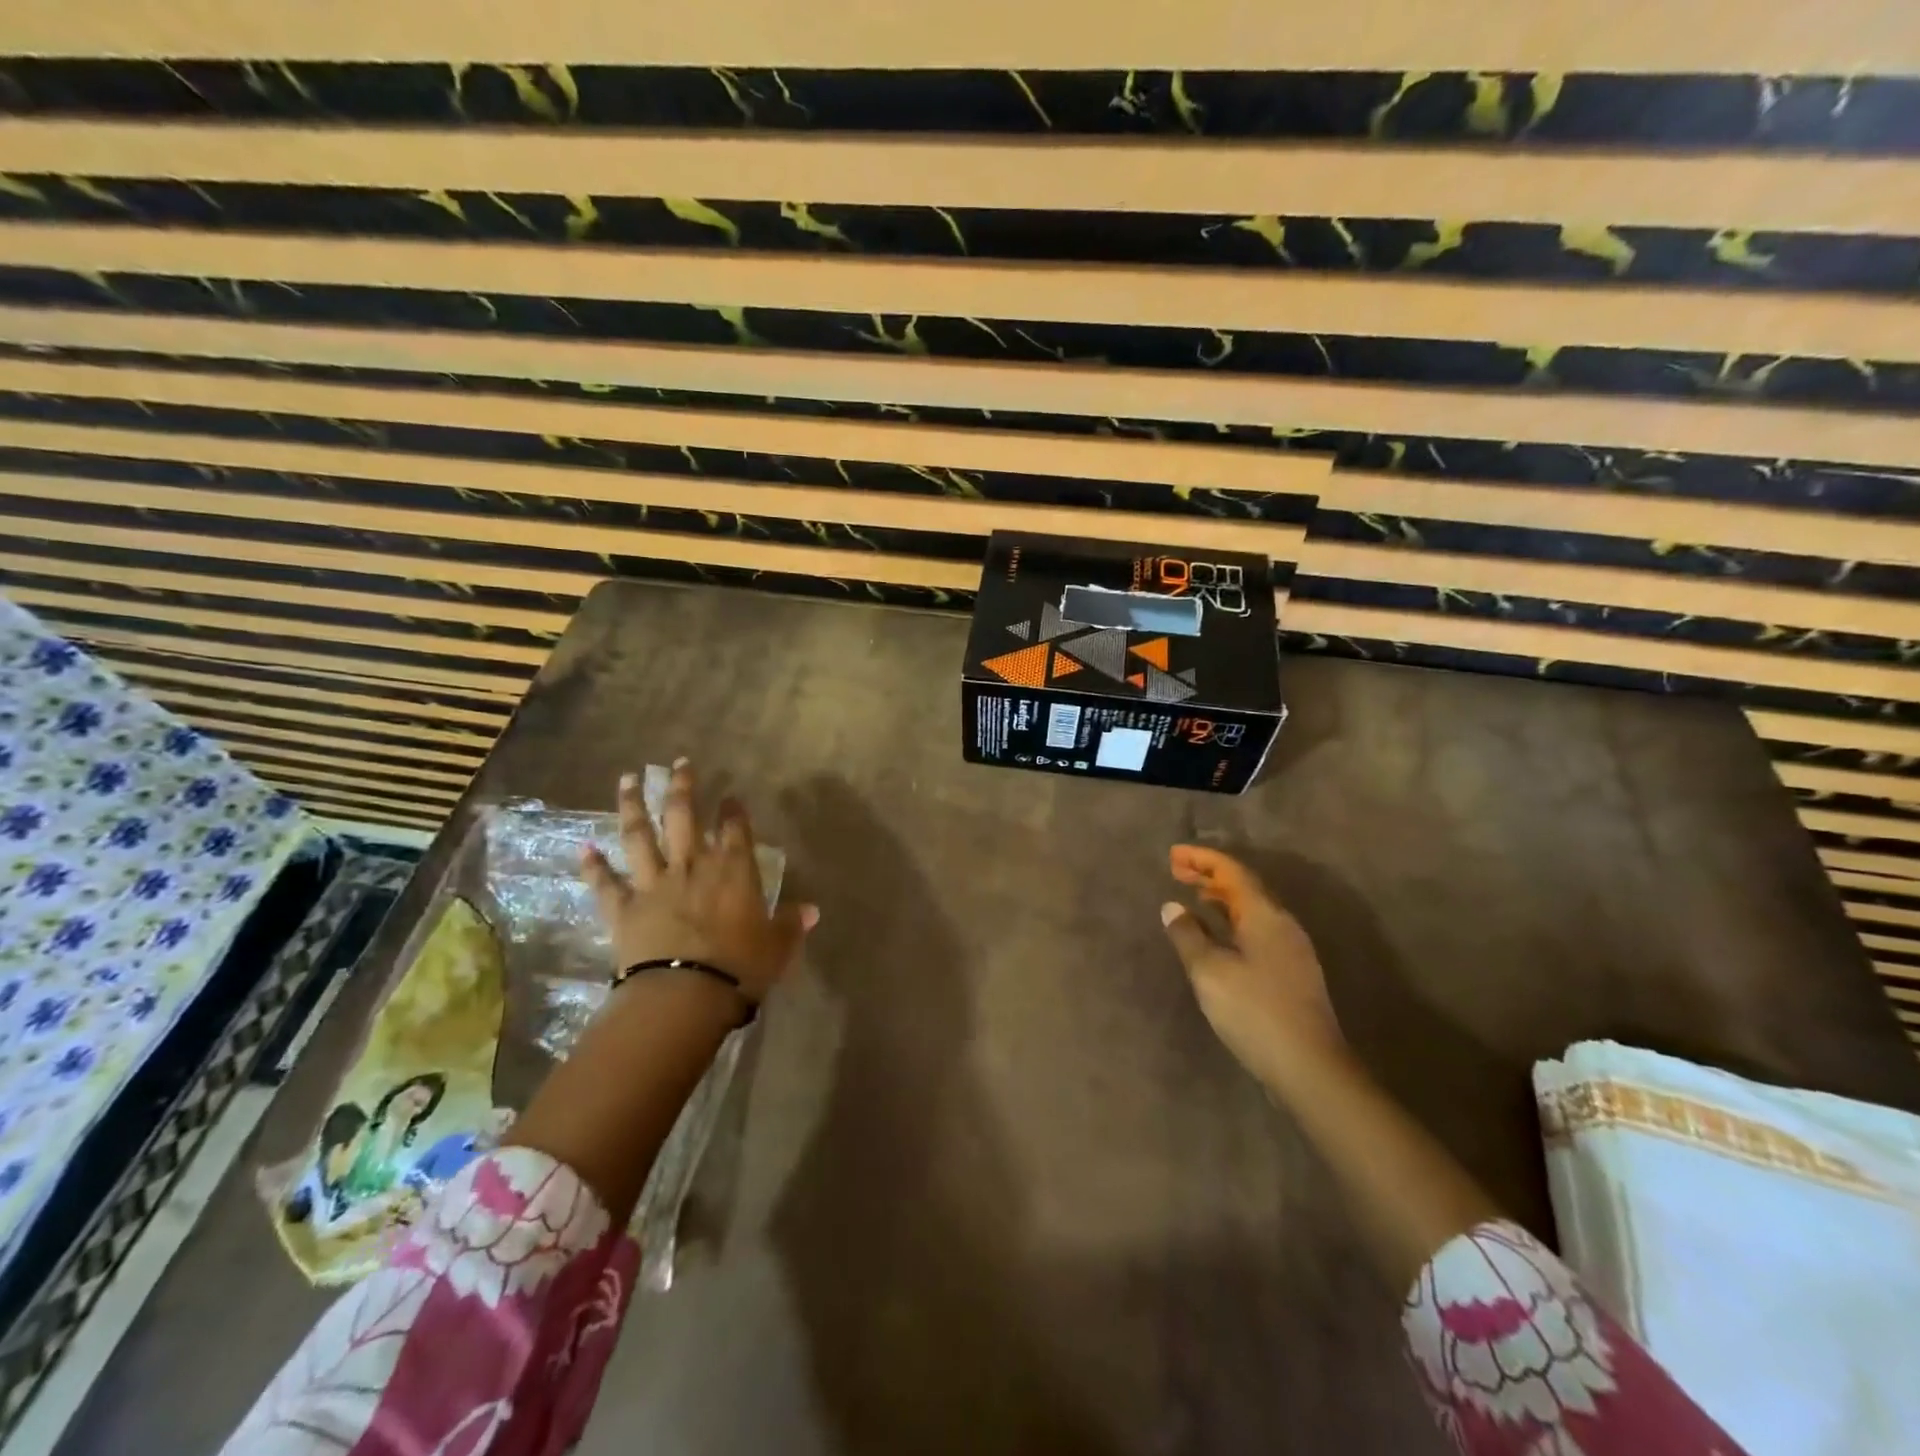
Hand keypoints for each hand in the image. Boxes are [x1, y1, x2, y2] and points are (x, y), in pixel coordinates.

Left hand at [579, 760, 817, 1005]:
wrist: (685, 995)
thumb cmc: (741, 967)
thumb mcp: (778, 946)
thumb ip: (792, 923)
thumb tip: (814, 910)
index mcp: (733, 870)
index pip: (735, 829)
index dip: (733, 810)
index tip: (730, 796)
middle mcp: (692, 866)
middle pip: (683, 816)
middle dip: (682, 786)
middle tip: (678, 763)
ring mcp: (653, 884)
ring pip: (640, 836)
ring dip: (632, 805)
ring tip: (627, 779)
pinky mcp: (623, 909)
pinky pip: (605, 883)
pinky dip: (593, 866)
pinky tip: (583, 847)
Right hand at [1159, 845, 1345, 1085]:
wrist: (1311, 1067)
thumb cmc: (1255, 1012)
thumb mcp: (1210, 972)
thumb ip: (1188, 935)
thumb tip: (1173, 907)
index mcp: (1264, 915)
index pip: (1232, 871)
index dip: (1201, 859)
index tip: (1173, 854)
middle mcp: (1282, 924)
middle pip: (1244, 886)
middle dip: (1209, 874)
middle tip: (1176, 869)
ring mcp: (1291, 949)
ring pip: (1252, 908)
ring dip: (1221, 897)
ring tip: (1193, 894)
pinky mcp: (1292, 972)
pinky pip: (1257, 928)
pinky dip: (1232, 920)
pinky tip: (1218, 934)